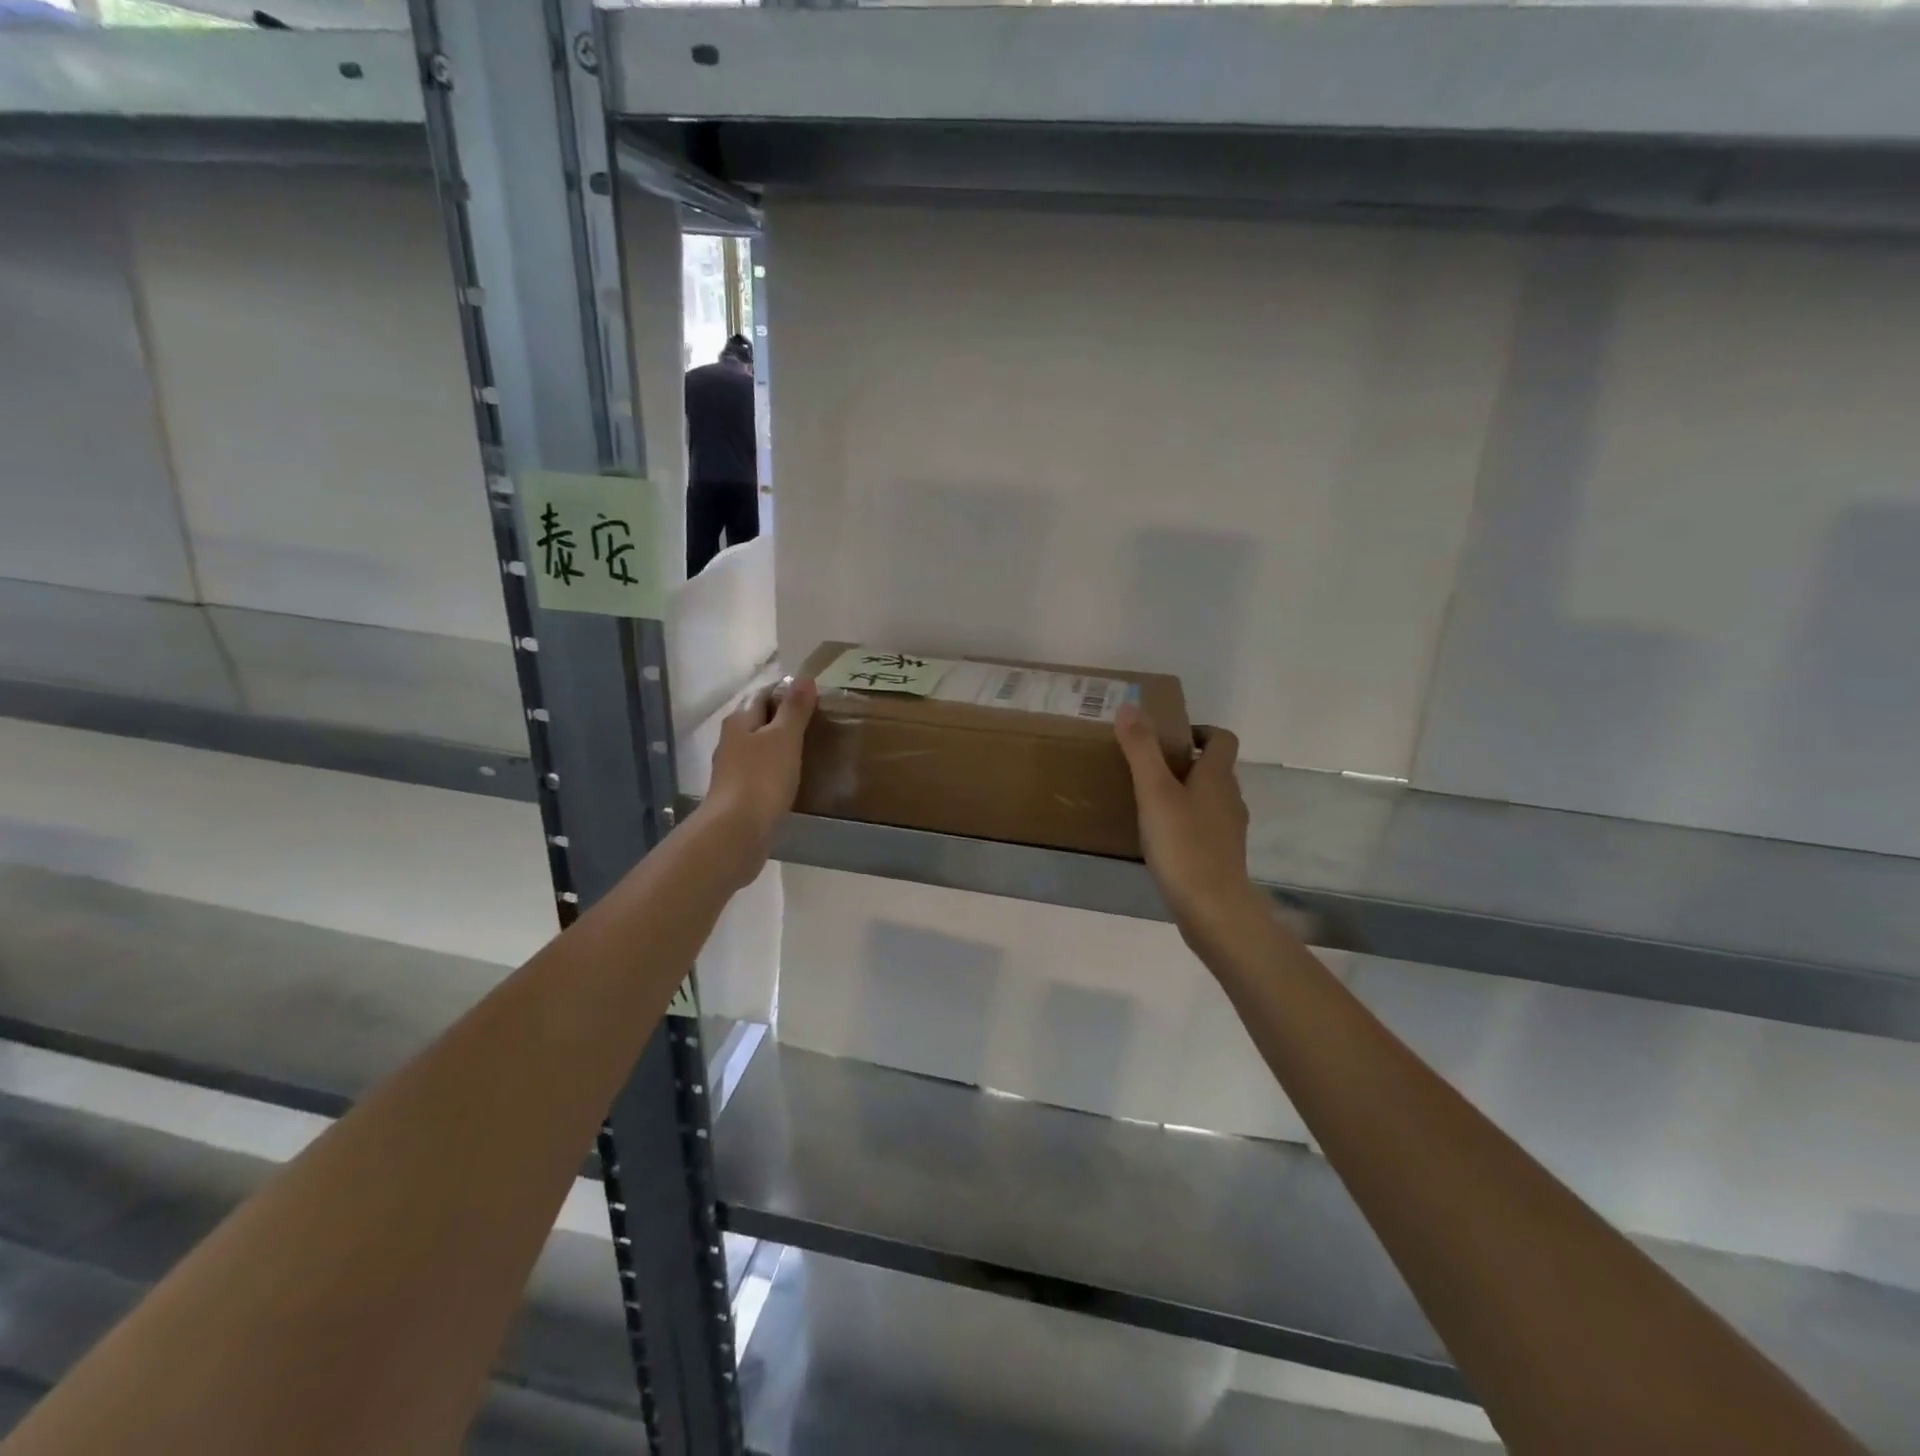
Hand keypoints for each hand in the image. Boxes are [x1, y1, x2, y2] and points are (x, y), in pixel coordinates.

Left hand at [703, 678, 816, 887]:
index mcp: (740, 720)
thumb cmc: (762, 777)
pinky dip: (776, 767)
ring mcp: (732, 768)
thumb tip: (804, 677)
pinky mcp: (738, 793)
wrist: (736, 830)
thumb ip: (794, 708)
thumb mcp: (784, 737)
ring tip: (809, 747)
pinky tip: (792, 776)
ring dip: (779, 743)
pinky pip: (760, 770)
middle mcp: (731, 739)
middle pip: (759, 718)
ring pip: (759, 745)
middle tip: (816, 720)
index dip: (786, 690)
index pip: (763, 693)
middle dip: (783, 717)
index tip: (813, 695)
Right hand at [1115, 704, 1265, 959]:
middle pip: (1214, 768)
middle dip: (1185, 762)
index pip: (1222, 738)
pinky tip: (1161, 836)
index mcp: (1217, 776)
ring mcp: (1229, 829)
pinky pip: (1205, 825)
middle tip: (1148, 766)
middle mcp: (1230, 797)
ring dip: (1185, 792)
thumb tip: (1130, 706)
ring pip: (1209, 798)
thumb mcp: (1155, 792)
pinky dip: (1187, 821)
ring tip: (1149, 800)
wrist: (1213, 909)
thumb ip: (1141, 749)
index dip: (1200, 731)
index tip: (1169, 737)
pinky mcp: (1222, 855)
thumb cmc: (1183, 845)